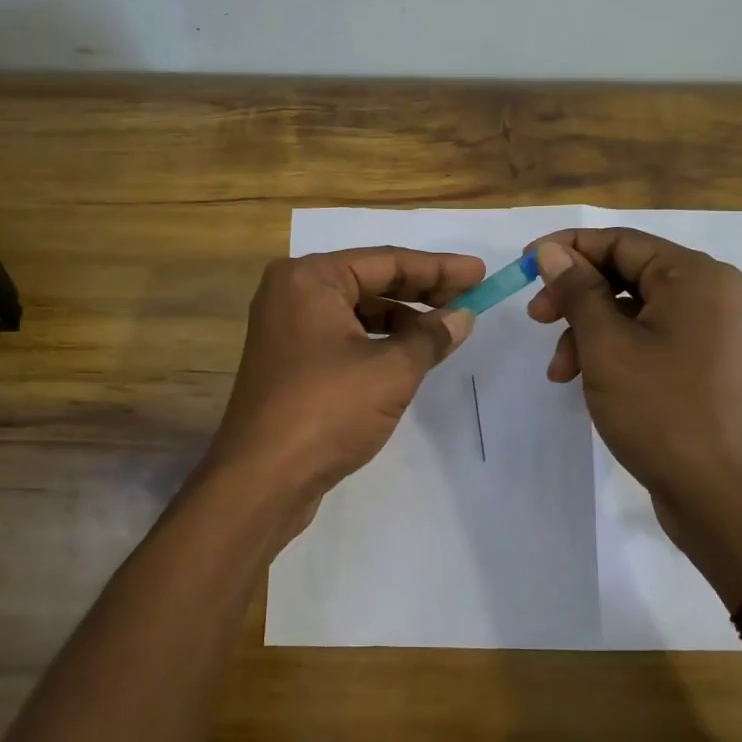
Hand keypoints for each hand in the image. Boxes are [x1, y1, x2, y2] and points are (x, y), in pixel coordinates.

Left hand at [207, 247, 483, 505]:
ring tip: (446, 331)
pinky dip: (379, 343)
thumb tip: (462, 317)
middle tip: (470, 298)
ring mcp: (287, 330)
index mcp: (309, 279)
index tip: (479, 273)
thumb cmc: (327, 410)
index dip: (438, 269)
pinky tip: (411, 356)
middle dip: (422, 292)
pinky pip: (344, 338)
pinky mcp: (291, 363)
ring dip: (402, 320)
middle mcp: (292, 294)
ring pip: (357, 312)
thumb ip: (431, 337)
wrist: (262, 480)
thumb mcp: (391, 370)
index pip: (386, 261)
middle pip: (370, 282)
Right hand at [526, 229, 741, 572]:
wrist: (719, 496)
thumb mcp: (606, 346)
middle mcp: (711, 293)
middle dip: (575, 296)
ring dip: (587, 331)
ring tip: (559, 371)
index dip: (567, 249)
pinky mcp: (704, 363)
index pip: (621, 241)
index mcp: (697, 276)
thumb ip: (577, 290)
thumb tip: (550, 252)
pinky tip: (584, 380)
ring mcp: (711, 330)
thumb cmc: (661, 411)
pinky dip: (612, 351)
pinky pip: (649, 338)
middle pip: (626, 274)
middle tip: (535, 318)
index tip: (523, 264)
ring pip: (632, 310)